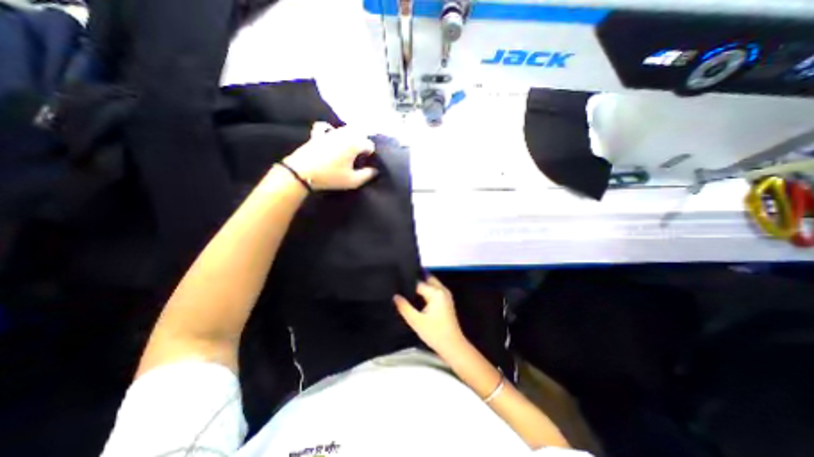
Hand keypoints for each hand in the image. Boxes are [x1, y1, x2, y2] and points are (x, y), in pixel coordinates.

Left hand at [285, 121, 377, 189]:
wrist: (302, 172)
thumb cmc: (330, 176)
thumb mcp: (353, 181)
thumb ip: (367, 175)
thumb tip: (375, 170)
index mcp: (355, 143)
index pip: (370, 145)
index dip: (370, 155)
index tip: (364, 165)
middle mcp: (344, 133)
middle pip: (360, 135)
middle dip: (361, 145)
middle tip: (357, 160)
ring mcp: (330, 132)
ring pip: (346, 131)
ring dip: (350, 139)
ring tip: (347, 153)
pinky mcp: (318, 134)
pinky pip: (327, 128)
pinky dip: (331, 132)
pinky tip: (331, 138)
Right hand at [392, 277, 468, 354]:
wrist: (452, 346)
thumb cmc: (435, 333)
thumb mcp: (416, 321)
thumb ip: (404, 307)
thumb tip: (395, 296)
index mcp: (436, 292)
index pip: (418, 283)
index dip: (407, 284)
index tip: (396, 285)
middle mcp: (442, 290)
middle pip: (426, 279)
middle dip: (415, 281)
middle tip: (401, 286)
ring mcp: (445, 295)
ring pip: (431, 284)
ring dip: (421, 285)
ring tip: (406, 291)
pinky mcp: (446, 301)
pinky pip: (434, 290)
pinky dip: (426, 291)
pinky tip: (416, 298)